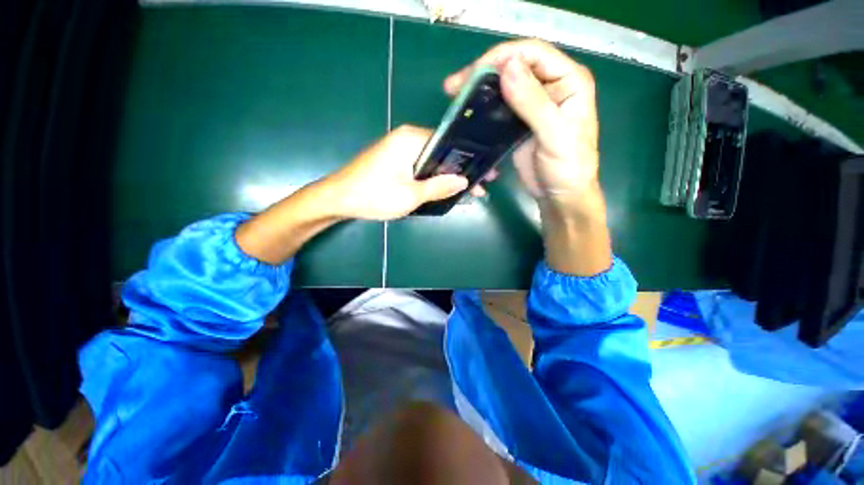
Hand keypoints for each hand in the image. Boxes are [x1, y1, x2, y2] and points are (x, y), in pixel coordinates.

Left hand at [324, 125, 468, 220]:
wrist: (338, 198)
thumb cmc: (373, 195)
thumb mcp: (409, 195)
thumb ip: (438, 186)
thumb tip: (464, 181)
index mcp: (411, 139)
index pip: (450, 143)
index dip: (470, 160)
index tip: (486, 174)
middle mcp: (407, 138)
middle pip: (443, 151)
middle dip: (462, 170)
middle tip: (481, 186)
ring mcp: (400, 148)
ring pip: (433, 160)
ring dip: (449, 175)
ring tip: (469, 190)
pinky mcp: (396, 159)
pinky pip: (422, 166)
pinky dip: (434, 177)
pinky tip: (446, 188)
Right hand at [444, 39, 601, 216]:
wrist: (560, 194)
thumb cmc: (568, 167)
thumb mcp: (554, 135)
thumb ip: (533, 103)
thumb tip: (507, 67)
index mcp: (568, 80)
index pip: (533, 53)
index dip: (502, 57)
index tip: (473, 73)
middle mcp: (551, 86)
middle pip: (515, 66)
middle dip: (484, 72)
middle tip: (454, 86)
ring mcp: (533, 104)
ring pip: (504, 85)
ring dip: (480, 89)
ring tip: (455, 96)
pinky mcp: (519, 122)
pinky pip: (499, 107)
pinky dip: (484, 107)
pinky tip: (469, 111)